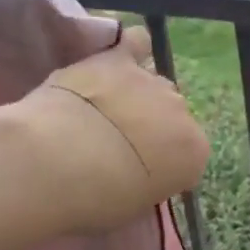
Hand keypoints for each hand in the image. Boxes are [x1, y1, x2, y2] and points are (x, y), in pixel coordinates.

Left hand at [16, 26, 210, 233]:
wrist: (56, 163)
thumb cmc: (95, 200)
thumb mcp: (133, 206)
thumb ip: (147, 182)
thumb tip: (138, 173)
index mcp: (193, 153)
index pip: (188, 157)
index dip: (164, 165)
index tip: (141, 176)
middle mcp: (181, 112)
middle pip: (171, 116)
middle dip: (151, 128)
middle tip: (118, 146)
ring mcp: (151, 82)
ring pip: (152, 84)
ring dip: (135, 96)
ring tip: (104, 110)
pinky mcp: (117, 61)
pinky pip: (135, 43)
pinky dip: (129, 50)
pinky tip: (115, 60)